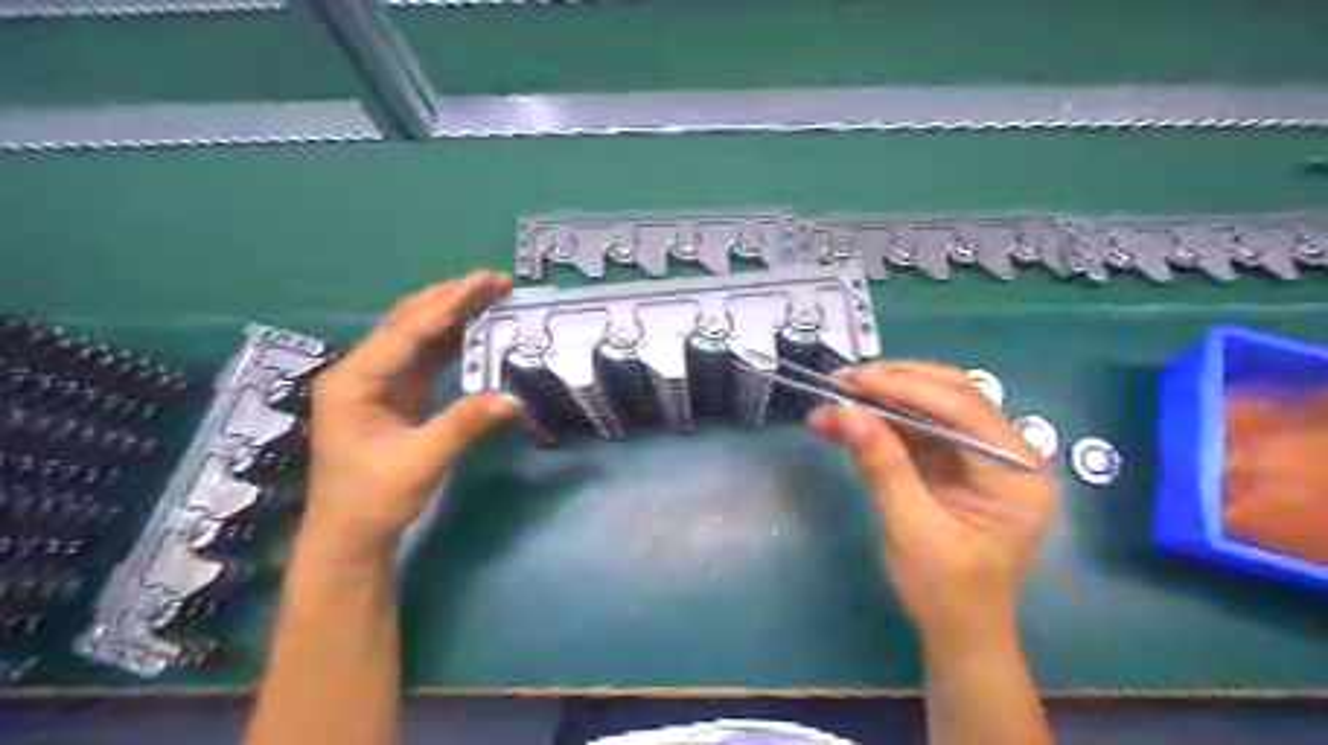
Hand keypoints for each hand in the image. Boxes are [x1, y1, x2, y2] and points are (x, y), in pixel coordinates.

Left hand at [306, 272, 524, 562]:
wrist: (351, 536)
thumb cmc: (374, 499)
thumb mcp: (421, 462)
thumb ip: (464, 425)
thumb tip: (512, 398)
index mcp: (354, 381)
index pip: (408, 331)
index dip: (449, 304)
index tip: (486, 281)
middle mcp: (361, 372)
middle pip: (409, 322)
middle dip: (452, 298)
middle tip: (496, 281)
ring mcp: (377, 383)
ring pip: (417, 336)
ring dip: (453, 314)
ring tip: (491, 295)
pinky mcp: (394, 396)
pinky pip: (424, 357)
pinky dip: (451, 340)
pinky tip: (475, 329)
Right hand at [809, 363, 1059, 648]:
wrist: (958, 630)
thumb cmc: (944, 592)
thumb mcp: (910, 529)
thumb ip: (882, 465)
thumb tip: (847, 410)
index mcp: (1017, 474)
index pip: (963, 409)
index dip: (905, 388)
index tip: (853, 381)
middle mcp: (1009, 454)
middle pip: (951, 395)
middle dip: (892, 384)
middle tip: (841, 382)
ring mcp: (982, 455)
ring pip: (930, 406)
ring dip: (880, 401)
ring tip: (832, 401)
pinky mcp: (956, 461)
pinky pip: (918, 428)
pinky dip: (880, 422)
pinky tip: (845, 422)